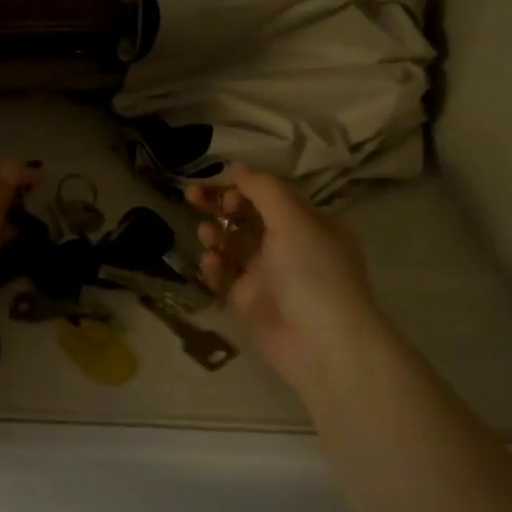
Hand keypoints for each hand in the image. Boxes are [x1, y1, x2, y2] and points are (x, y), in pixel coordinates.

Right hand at [188, 167, 382, 394]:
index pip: (269, 195)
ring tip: (206, 234)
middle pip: (247, 216)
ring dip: (217, 234)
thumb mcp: (293, 220)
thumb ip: (264, 189)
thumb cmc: (313, 273)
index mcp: (309, 223)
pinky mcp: (250, 301)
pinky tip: (209, 263)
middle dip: (220, 205)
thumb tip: (237, 167)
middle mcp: (290, 246)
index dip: (241, 186)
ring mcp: (269, 275)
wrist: (321, 344)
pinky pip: (226, 275)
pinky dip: (215, 266)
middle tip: (190, 196)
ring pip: (233, 245)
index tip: (218, 186)